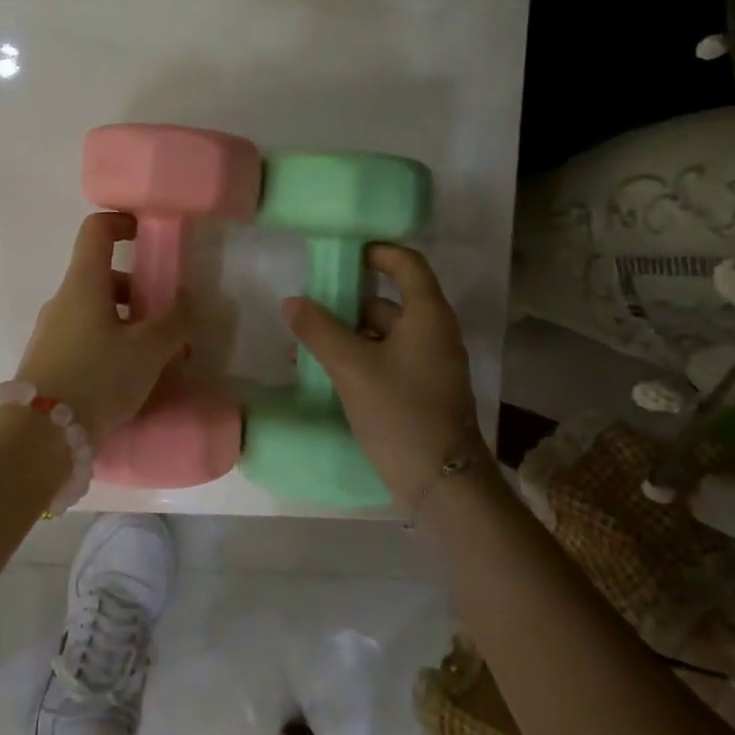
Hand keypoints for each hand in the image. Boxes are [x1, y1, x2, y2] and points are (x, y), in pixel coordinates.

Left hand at [16, 213, 192, 441]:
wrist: (40, 435)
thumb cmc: (98, 376)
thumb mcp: (148, 349)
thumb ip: (174, 322)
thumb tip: (186, 301)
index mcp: (84, 282)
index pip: (97, 230)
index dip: (123, 222)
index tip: (148, 235)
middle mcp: (63, 300)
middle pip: (104, 278)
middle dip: (140, 292)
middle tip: (169, 320)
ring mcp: (52, 331)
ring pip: (97, 313)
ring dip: (130, 325)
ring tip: (159, 359)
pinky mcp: (50, 362)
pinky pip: (87, 340)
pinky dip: (113, 347)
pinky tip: (133, 380)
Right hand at [281, 244, 486, 512]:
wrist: (442, 482)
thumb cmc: (400, 413)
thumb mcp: (352, 367)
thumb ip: (319, 330)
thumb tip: (293, 301)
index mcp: (427, 316)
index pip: (407, 264)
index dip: (377, 252)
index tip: (343, 255)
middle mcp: (433, 333)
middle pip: (388, 301)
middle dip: (347, 302)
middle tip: (309, 308)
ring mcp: (428, 364)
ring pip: (383, 335)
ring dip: (346, 335)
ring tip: (305, 347)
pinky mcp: (420, 391)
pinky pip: (385, 360)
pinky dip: (357, 359)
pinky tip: (325, 374)